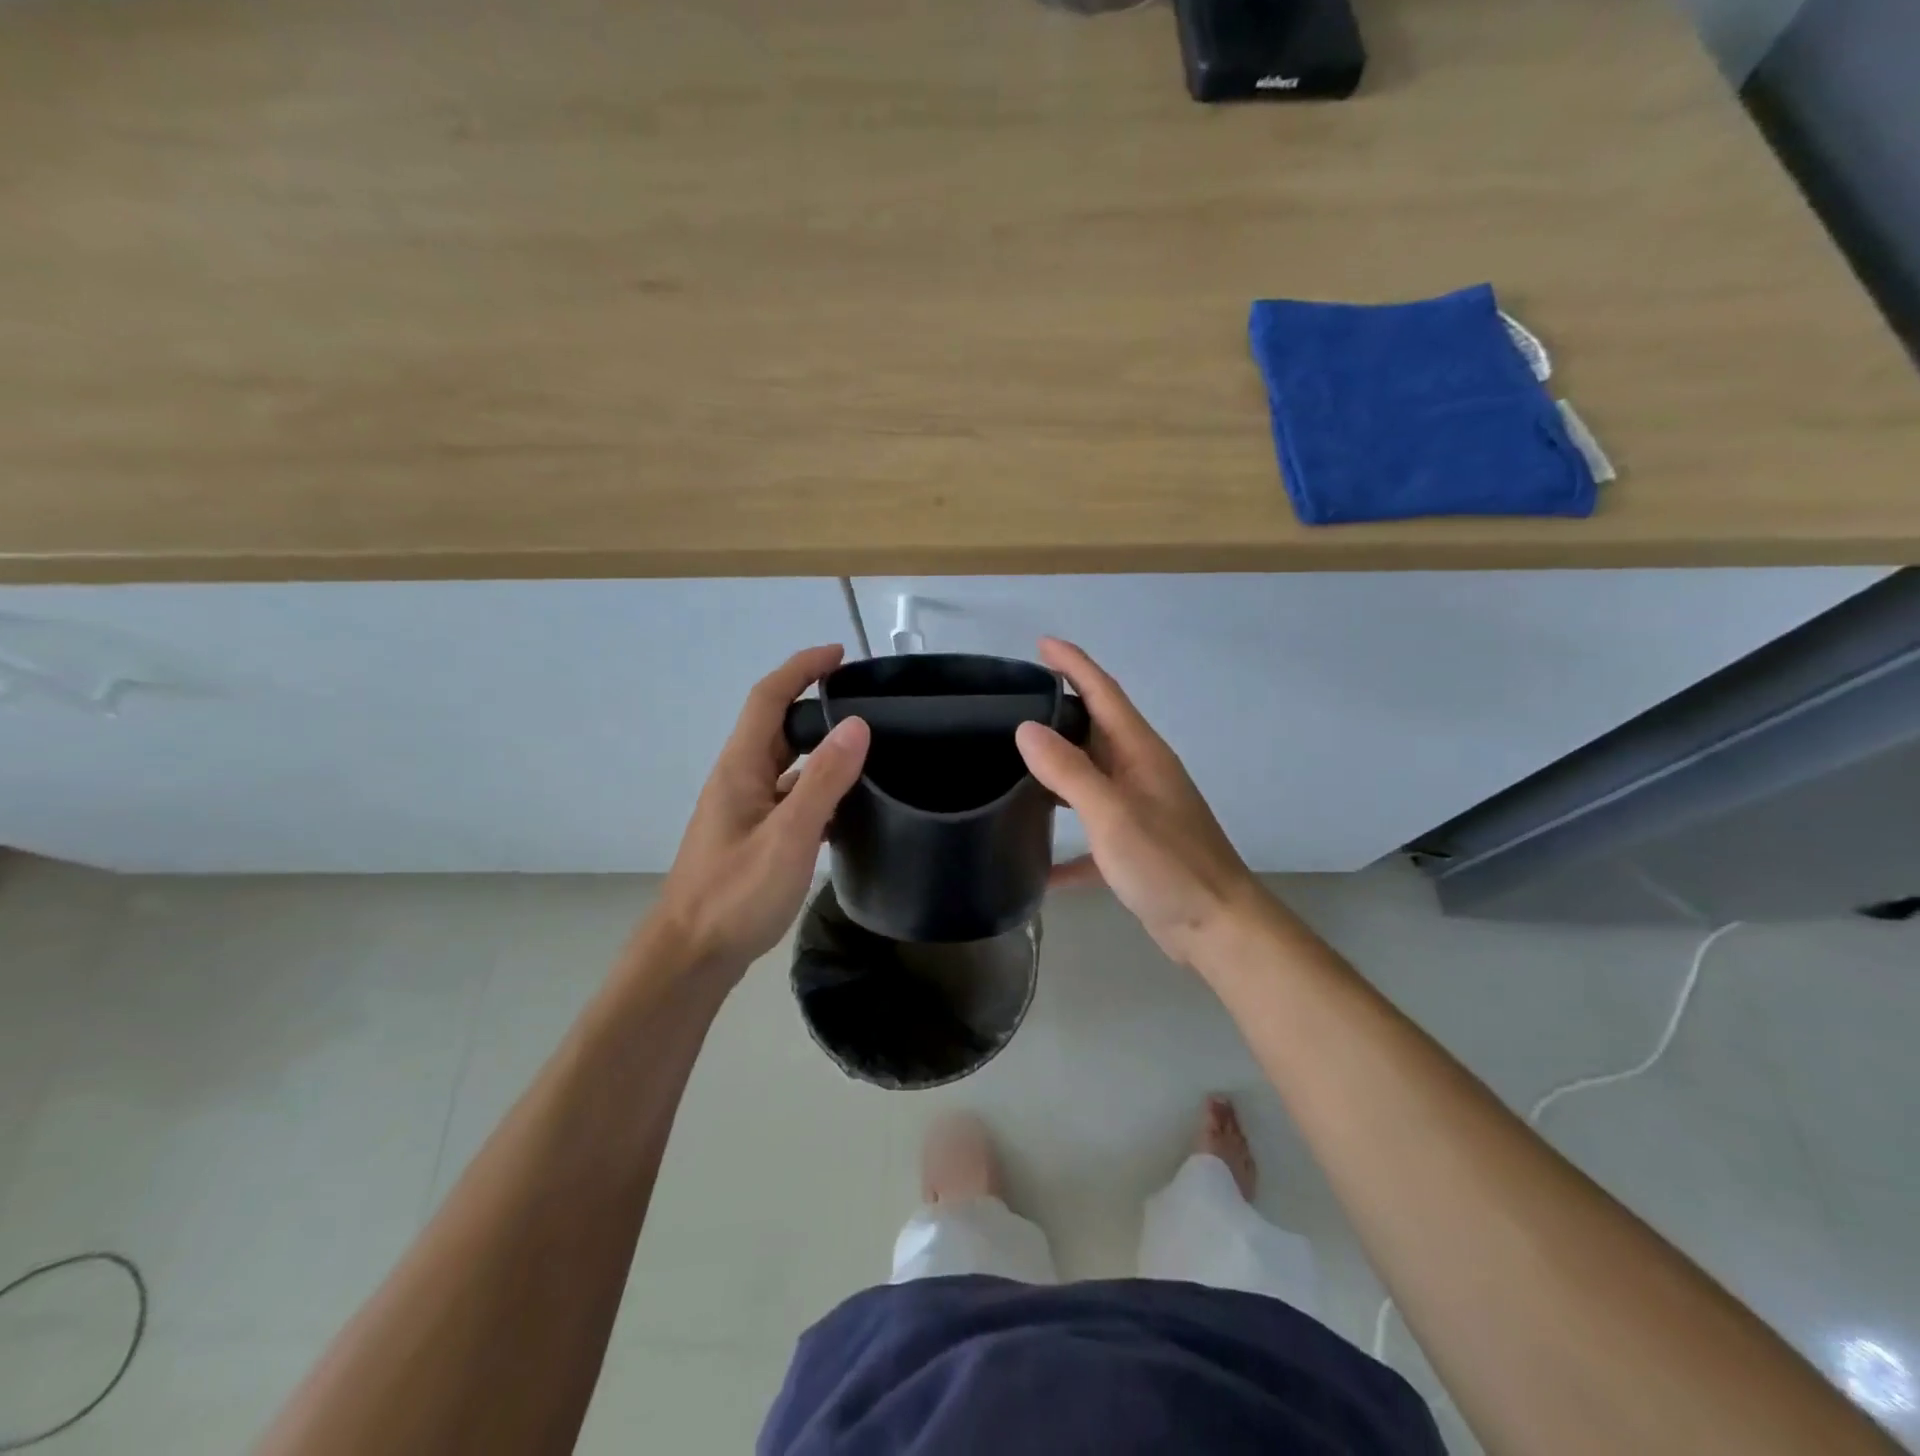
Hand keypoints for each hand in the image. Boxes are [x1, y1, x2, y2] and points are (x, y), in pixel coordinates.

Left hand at [647, 646, 869, 981]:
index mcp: (740, 768)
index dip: (801, 667)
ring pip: (785, 764)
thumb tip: (857, 724)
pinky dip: (817, 790)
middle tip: (864, 701)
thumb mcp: (788, 836)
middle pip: (777, 726)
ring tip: (866, 750)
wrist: (691, 956)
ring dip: (819, 748)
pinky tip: (846, 809)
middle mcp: (739, 780)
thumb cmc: (735, 895)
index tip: (840, 654)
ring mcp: (744, 811)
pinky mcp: (752, 838)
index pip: (769, 697)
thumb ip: (823, 781)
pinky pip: (789, 798)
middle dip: (815, 703)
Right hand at [1015, 638, 1261, 969]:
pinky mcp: (1134, 846)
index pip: (1103, 693)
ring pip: (1090, 776)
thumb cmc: (1167, 863)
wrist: (1216, 926)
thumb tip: (1026, 729)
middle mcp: (1140, 772)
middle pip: (1096, 729)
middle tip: (1013, 702)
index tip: (1042, 644)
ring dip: (1058, 766)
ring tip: (1013, 762)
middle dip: (1060, 709)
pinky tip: (1036, 860)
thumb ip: (1069, 770)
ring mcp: (1138, 809)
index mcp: (1140, 753)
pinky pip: (1091, 834)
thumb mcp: (1112, 813)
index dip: (1074, 665)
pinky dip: (1065, 842)